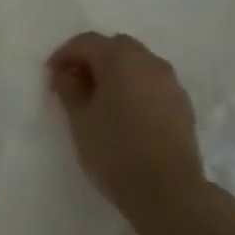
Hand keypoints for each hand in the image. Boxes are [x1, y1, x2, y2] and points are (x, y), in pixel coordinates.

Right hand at [48, 33, 205, 234]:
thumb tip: (67, 75)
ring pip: (138, 64)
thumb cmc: (115, 151)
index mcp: (120, 59)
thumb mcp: (80, 120)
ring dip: (117, 72)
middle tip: (75, 83)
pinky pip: (153, 83)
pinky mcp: (183, 104)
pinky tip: (126, 113)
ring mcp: (170, 82)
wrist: (168, 191)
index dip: (64, 55)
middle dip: (93, 59)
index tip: (51, 75)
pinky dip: (136, 88)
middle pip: (115, 47)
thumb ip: (69, 90)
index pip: (86, 42)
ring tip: (101, 99)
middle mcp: (148, 61)